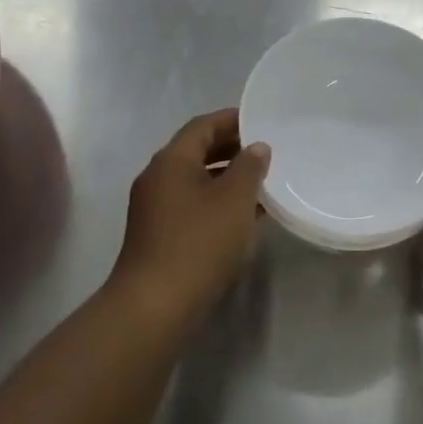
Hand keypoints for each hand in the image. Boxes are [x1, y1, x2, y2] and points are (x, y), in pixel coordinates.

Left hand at [110, 108, 269, 323]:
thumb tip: (256, 147)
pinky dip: (217, 201)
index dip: (232, 120)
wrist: (155, 303)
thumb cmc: (199, 242)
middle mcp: (158, 177)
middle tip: (266, 151)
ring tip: (263, 183)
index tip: (261, 121)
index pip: (203, 126)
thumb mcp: (234, 200)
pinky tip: (244, 215)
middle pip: (196, 151)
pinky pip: (192, 204)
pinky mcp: (159, 234)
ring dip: (226, 177)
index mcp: (171, 160)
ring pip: (196, 180)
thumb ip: (249, 167)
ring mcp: (155, 207)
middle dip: (231, 148)